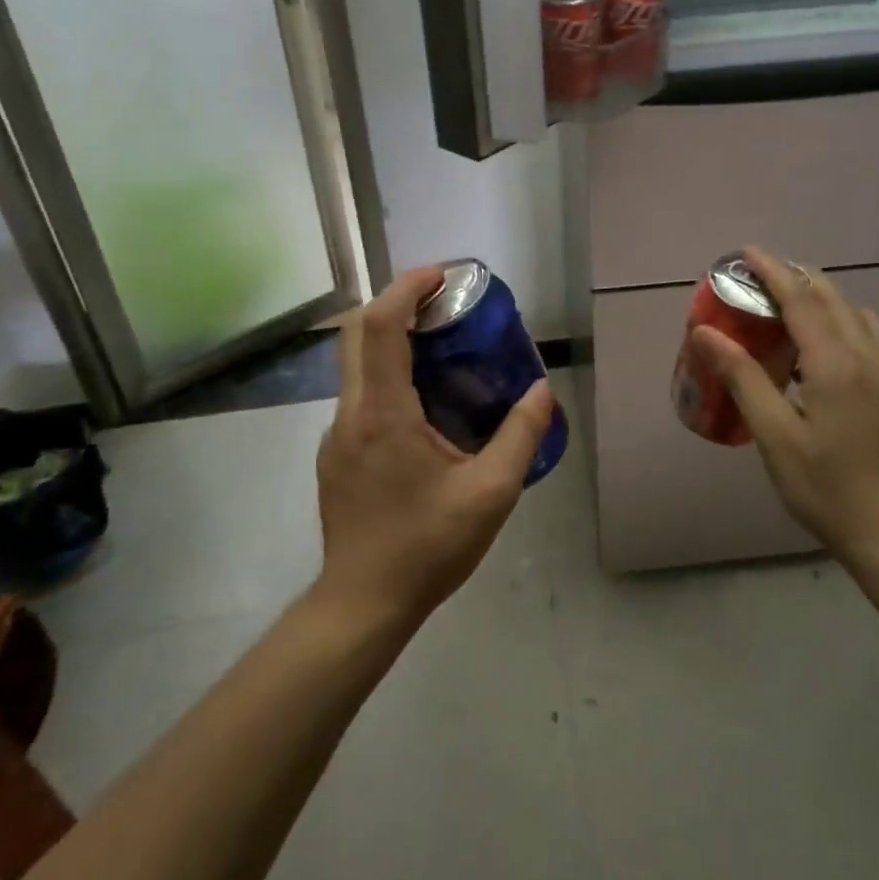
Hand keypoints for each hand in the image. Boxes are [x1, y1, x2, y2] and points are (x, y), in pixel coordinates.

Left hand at [315, 265, 554, 631]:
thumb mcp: (490, 494)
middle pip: (357, 331)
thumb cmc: (426, 547)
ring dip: (392, 338)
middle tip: (443, 302)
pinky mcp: (336, 453)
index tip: (441, 275)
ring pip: (355, 363)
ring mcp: (336, 433)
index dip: (407, 288)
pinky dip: (388, 373)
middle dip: (397, 302)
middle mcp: (351, 412)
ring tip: (441, 347)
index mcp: (383, 412)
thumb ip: (520, 436)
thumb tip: (542, 391)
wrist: (362, 604)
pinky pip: (360, 393)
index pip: (379, 325)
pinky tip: (424, 405)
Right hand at [691, 245, 878, 566]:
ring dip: (822, 296)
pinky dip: (843, 320)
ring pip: (855, 313)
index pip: (800, 300)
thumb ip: (742, 378)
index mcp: (835, 365)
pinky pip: (870, 335)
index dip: (772, 271)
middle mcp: (867, 357)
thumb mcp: (775, 436)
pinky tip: (825, 346)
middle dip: (796, 276)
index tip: (746, 252)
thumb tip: (706, 332)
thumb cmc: (826, 488)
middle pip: (831, 297)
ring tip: (789, 303)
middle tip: (761, 274)